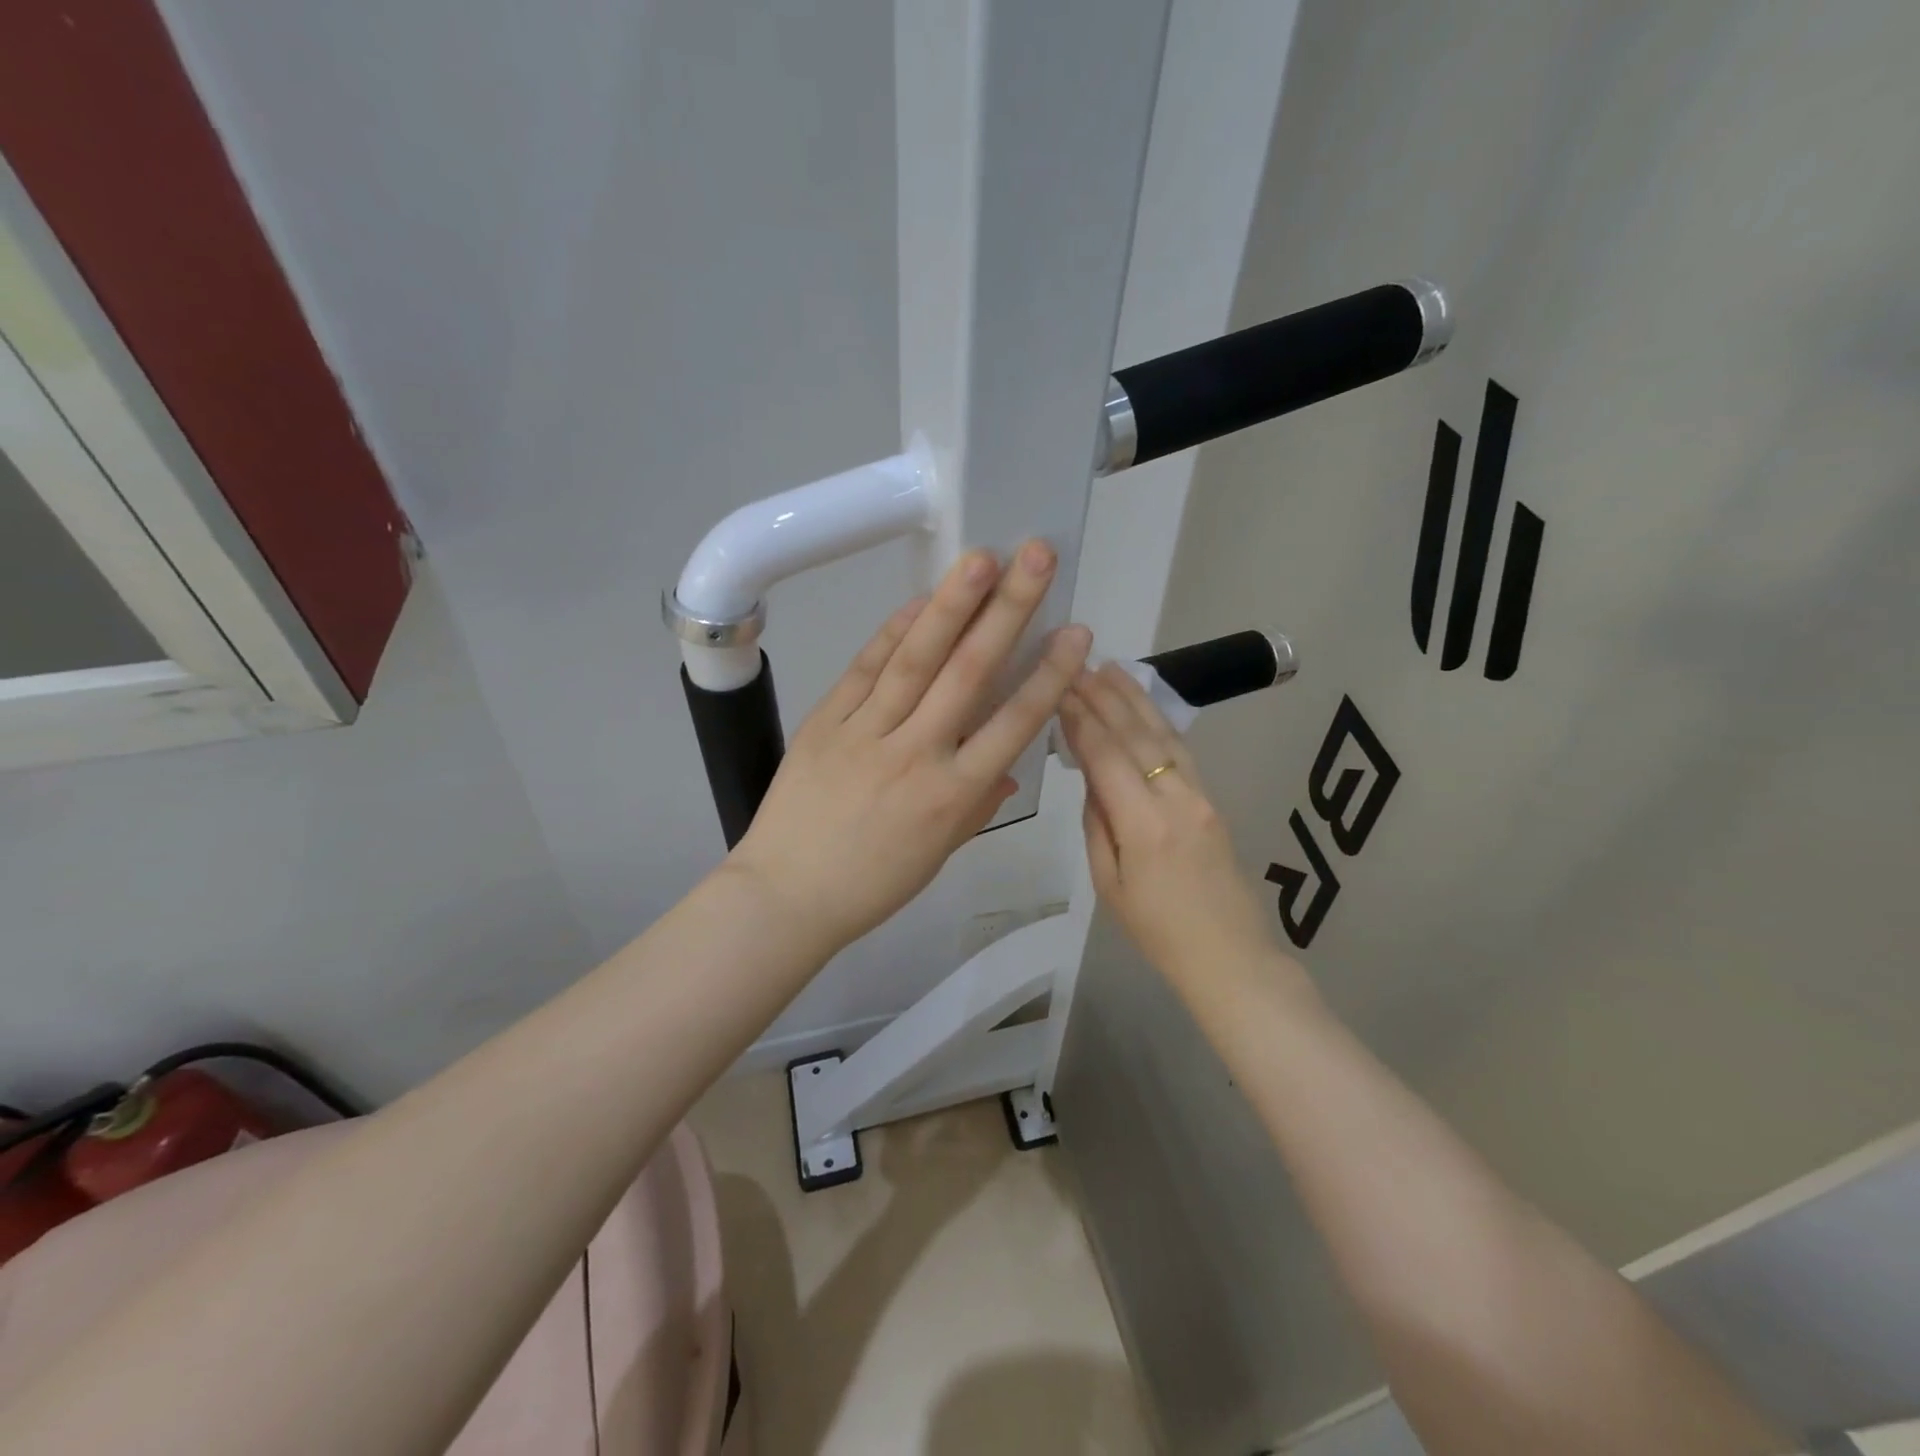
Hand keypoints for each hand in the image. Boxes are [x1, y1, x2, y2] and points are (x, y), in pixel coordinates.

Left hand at [731, 540, 1092, 954]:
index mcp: (953, 796)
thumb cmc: (871, 885)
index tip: (1076, 631)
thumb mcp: (938, 853)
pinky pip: (864, 669)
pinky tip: (919, 600)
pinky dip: (892, 632)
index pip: (1013, 724)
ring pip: (916, 659)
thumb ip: (976, 805)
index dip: (1049, 675)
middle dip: (1008, 611)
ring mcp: (867, 734)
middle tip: (1036, 557)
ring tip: (981, 557)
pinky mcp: (825, 722)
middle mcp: (917, 755)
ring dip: (952, 604)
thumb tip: (1005, 766)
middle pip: (970, 673)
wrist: (786, 896)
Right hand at [1058, 663, 1281, 984]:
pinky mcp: (1212, 800)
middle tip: (1077, 665)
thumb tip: (1091, 778)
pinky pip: (1181, 751)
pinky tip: (1143, 705)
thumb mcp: (1109, 884)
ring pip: (1164, 735)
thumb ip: (1097, 824)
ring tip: (1110, 669)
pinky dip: (1159, 721)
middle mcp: (1175, 799)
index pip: (1106, 756)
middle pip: (1136, 736)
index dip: (1081, 719)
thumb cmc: (1157, 931)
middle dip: (1103, 697)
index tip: (1059, 688)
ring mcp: (1200, 796)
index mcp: (1143, 825)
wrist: (1229, 955)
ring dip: (1134, 699)